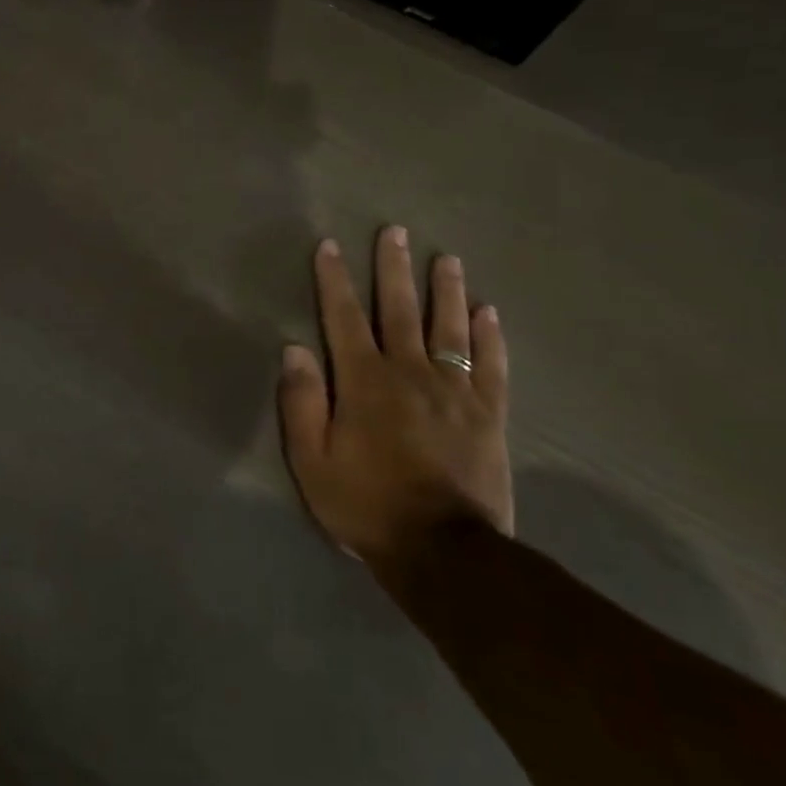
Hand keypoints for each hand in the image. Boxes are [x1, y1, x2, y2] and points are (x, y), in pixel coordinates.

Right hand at [279, 225, 511, 586]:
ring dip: (446, 290)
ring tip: (447, 259)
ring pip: (450, 328)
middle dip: (394, 268)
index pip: (343, 317)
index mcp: (364, 381)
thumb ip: (302, 402)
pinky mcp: (488, 416)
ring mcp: (455, 392)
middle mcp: (409, 372)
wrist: (444, 554)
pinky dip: (490, 336)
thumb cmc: (367, 504)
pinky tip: (488, 312)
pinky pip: (492, 366)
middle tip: (395, 231)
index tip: (330, 246)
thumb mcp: (312, 460)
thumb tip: (293, 348)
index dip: (334, 280)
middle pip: (400, 309)